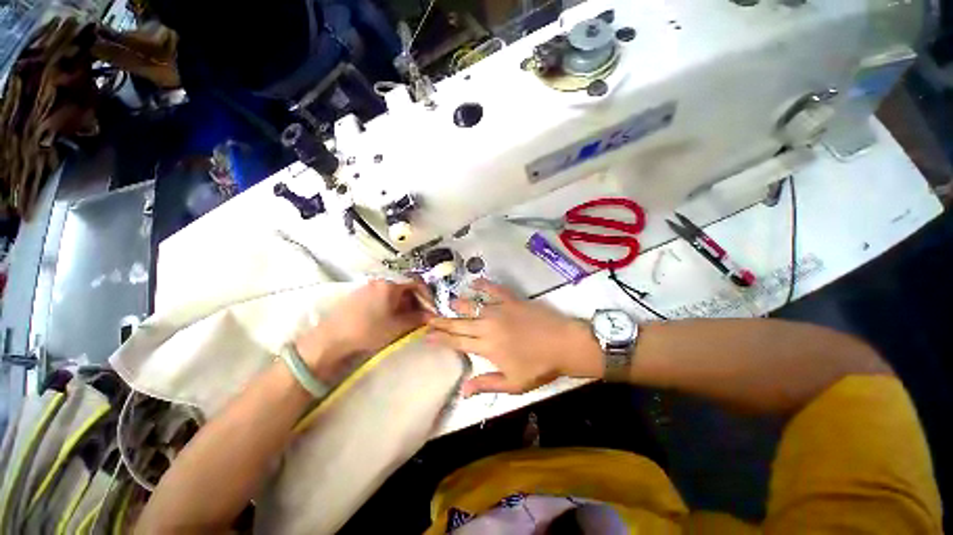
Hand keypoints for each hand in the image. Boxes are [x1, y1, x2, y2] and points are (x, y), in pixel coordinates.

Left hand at [296, 279, 432, 379]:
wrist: (330, 340)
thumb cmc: (367, 331)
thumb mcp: (397, 327)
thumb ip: (417, 319)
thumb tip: (431, 316)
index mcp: (390, 284)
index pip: (417, 283)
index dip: (427, 295)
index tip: (431, 309)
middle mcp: (379, 281)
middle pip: (405, 286)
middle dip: (416, 301)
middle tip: (421, 316)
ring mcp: (368, 287)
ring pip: (394, 292)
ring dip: (404, 304)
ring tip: (407, 320)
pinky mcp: (359, 295)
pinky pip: (382, 295)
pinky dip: (391, 305)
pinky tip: (390, 318)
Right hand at [427, 279, 601, 396]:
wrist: (563, 343)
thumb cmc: (539, 366)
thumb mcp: (513, 383)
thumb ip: (486, 383)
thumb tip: (463, 390)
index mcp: (487, 347)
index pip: (457, 341)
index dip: (441, 338)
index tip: (427, 335)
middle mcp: (488, 326)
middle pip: (459, 323)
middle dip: (442, 321)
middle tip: (428, 318)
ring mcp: (499, 310)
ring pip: (472, 305)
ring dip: (457, 304)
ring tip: (447, 303)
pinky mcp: (511, 299)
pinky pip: (493, 289)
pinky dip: (482, 285)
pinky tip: (473, 282)